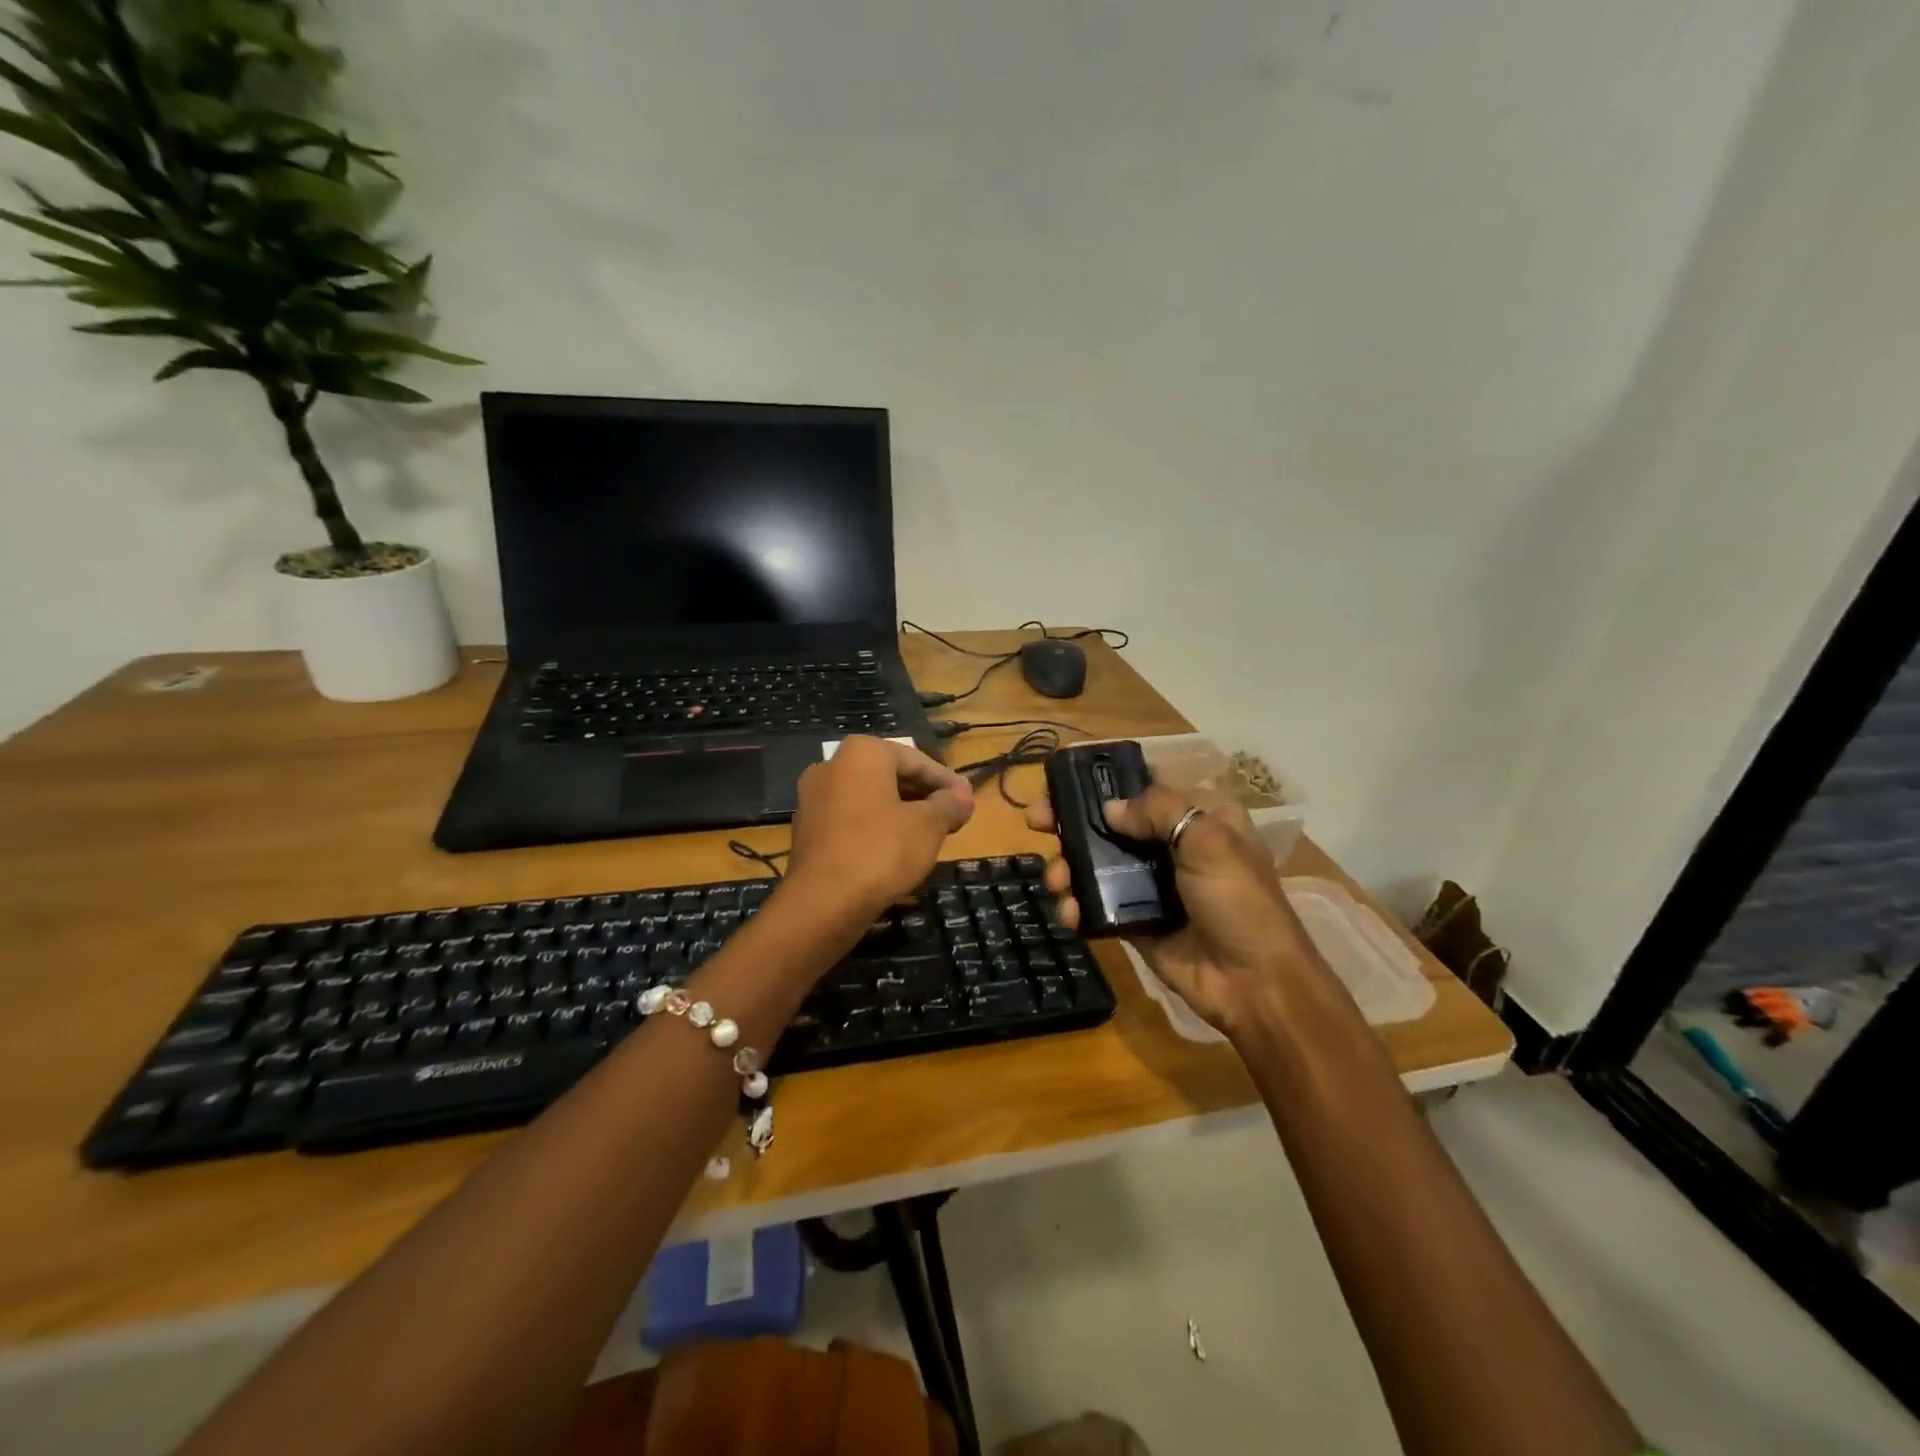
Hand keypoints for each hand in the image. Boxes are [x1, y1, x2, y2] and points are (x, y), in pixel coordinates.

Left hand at [785, 736, 974, 920]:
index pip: (917, 761)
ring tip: (930, 835)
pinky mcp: (807, 829)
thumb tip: (963, 798)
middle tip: (953, 816)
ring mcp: (814, 798)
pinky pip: (851, 819)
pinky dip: (876, 828)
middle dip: (924, 796)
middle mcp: (832, 765)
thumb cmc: (882, 851)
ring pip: (870, 799)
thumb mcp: (928, 826)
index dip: (948, 782)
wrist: (822, 902)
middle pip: (891, 776)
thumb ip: (949, 805)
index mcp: (862, 752)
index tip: (969, 800)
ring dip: (901, 812)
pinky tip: (897, 850)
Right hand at [1025, 781, 1315, 1035]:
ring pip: (1096, 862)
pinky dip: (1077, 905)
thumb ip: (1158, 812)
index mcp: (1199, 816)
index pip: (1145, 784)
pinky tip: (1069, 913)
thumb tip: (1109, 810)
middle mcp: (1172, 845)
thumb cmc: (1239, 902)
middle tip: (1035, 821)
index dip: (1105, 780)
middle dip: (1069, 821)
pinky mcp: (1136, 920)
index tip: (1064, 781)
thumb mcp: (1209, 841)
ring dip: (1067, 866)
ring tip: (1055, 881)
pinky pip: (1097, 904)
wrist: (1254, 984)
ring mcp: (1151, 884)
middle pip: (1110, 822)